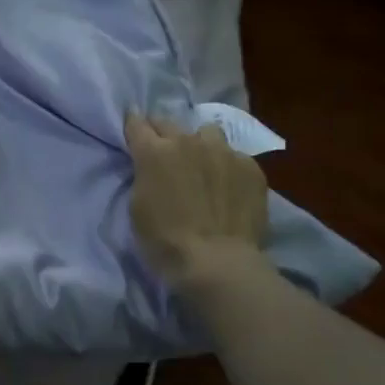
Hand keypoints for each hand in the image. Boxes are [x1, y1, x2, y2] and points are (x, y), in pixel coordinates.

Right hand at [125, 112, 269, 291]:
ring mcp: (224, 151)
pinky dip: (226, 166)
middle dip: (162, 133)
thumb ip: (144, 175)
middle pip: (169, 123)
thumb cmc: (164, 240)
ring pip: (207, 133)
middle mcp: (188, 141)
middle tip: (163, 152)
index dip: (132, 124)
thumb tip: (152, 167)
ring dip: (199, 144)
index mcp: (154, 151)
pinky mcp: (251, 167)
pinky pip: (234, 156)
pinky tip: (228, 187)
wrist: (217, 262)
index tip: (133, 128)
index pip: (136, 123)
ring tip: (202, 164)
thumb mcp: (138, 205)